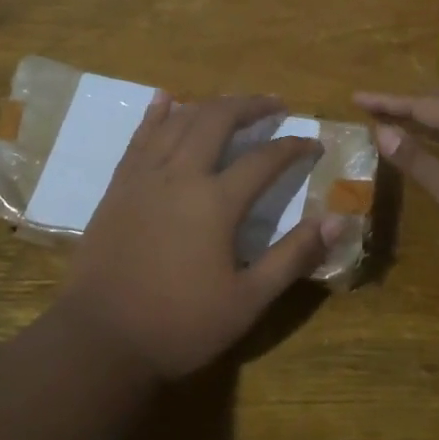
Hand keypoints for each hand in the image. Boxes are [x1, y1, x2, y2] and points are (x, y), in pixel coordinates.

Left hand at [63, 92, 340, 380]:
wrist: (100, 340)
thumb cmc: (180, 325)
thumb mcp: (248, 301)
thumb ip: (293, 256)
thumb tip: (338, 221)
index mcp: (215, 202)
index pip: (264, 159)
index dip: (293, 146)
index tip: (313, 143)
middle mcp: (180, 175)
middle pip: (217, 119)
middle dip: (250, 105)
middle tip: (275, 105)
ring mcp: (144, 177)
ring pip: (179, 121)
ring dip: (210, 105)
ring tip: (232, 104)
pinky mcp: (118, 186)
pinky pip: (140, 137)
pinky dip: (157, 113)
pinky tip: (166, 99)